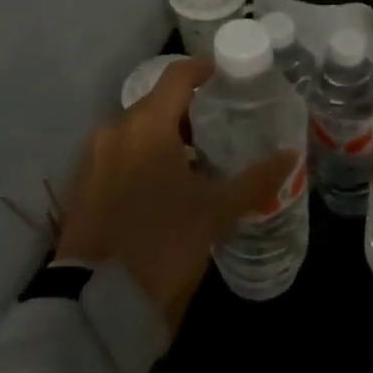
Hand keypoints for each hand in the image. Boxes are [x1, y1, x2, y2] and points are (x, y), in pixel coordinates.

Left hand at [55, 59, 294, 325]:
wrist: (98, 301)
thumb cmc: (163, 242)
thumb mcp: (216, 211)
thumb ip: (255, 180)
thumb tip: (291, 156)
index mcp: (147, 124)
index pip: (177, 76)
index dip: (205, 70)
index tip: (229, 79)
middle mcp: (115, 130)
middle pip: (156, 103)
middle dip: (188, 111)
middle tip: (221, 128)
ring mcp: (93, 158)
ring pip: (136, 131)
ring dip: (165, 137)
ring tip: (195, 161)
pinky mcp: (82, 186)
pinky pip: (118, 155)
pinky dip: (142, 158)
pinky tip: (163, 187)